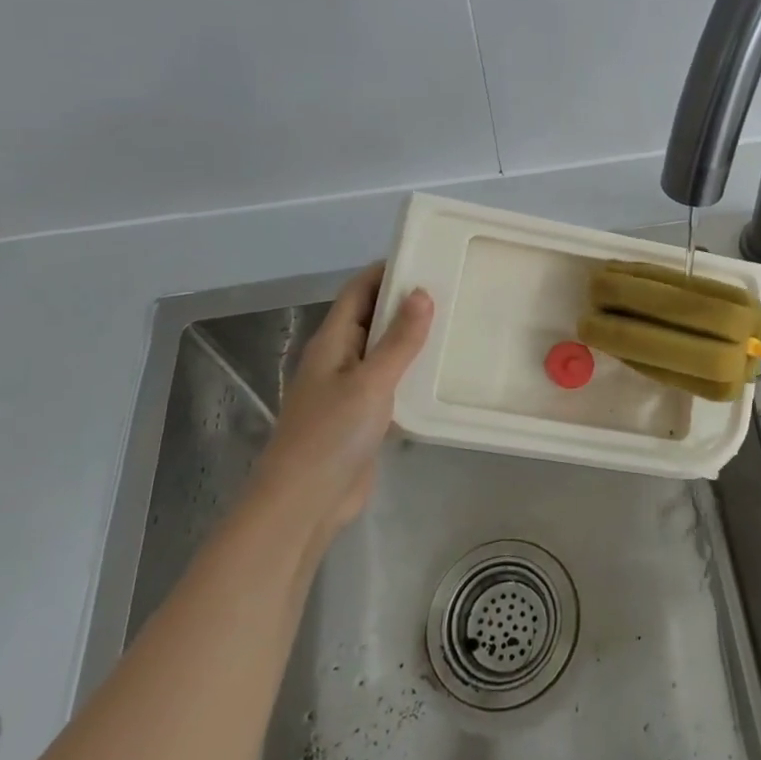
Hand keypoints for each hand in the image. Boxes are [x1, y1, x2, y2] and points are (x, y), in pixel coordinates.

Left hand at [254, 263, 432, 541]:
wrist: (305, 503)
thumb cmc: (332, 434)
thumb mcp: (371, 381)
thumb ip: (399, 339)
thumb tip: (421, 292)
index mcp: (332, 341)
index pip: (358, 290)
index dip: (386, 270)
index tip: (426, 256)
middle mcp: (339, 358)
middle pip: (371, 317)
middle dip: (405, 301)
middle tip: (452, 288)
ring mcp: (349, 389)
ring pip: (383, 351)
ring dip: (411, 337)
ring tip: (455, 323)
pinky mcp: (363, 416)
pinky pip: (390, 381)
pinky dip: (412, 371)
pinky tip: (441, 372)